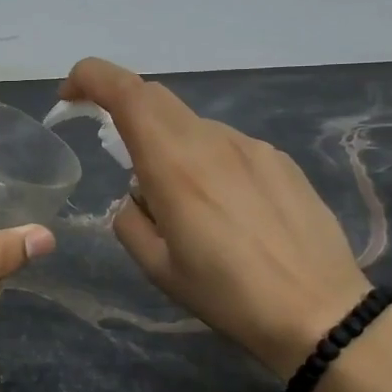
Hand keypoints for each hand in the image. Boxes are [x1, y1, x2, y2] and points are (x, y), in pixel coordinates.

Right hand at [59, 58, 369, 378]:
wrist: (320, 312)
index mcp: (174, 164)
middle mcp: (212, 140)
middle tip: (114, 150)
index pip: (126, 92)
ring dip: (170, 146)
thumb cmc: (228, 295)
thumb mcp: (157, 268)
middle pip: (155, 98)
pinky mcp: (279, 160)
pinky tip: (227, 211)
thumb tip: (137, 195)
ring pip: (192, 126)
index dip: (91, 79)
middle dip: (123, 110)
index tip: (70, 96)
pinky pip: (227, 146)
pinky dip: (207, 161)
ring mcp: (251, 146)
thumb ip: (129, 219)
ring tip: (185, 206)